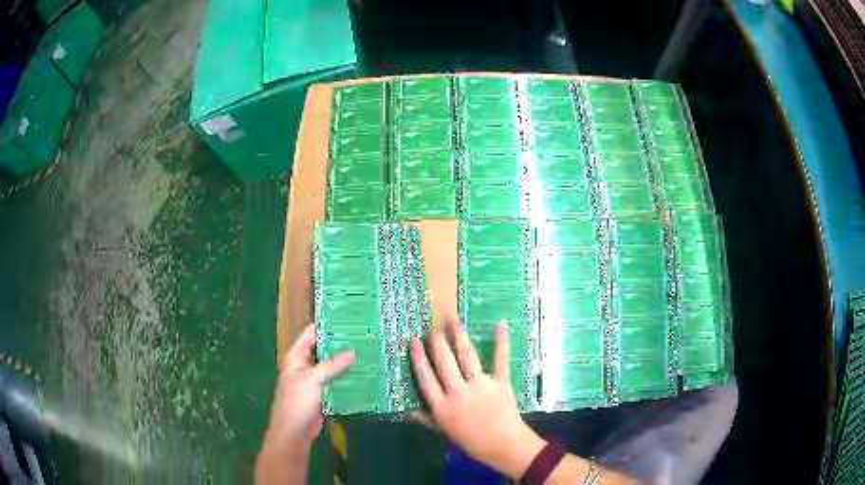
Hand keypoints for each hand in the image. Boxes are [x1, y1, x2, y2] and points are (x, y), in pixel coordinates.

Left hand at [263, 323, 354, 449]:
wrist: (294, 431)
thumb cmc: (297, 402)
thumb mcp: (312, 379)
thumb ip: (332, 365)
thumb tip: (352, 352)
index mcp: (296, 357)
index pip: (310, 334)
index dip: (325, 325)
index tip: (346, 318)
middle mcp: (304, 365)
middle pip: (322, 349)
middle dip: (340, 344)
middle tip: (363, 335)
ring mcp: (314, 380)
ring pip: (331, 366)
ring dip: (345, 362)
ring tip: (367, 351)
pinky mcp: (323, 394)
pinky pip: (335, 381)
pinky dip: (346, 377)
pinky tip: (363, 373)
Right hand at [410, 321, 545, 478]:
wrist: (505, 447)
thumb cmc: (472, 442)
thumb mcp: (444, 432)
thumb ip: (426, 418)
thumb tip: (405, 409)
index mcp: (442, 407)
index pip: (425, 378)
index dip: (418, 358)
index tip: (413, 341)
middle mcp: (458, 393)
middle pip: (444, 363)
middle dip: (437, 342)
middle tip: (433, 327)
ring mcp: (481, 386)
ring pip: (467, 357)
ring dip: (460, 337)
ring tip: (454, 322)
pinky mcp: (501, 383)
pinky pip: (500, 360)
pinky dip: (502, 342)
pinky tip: (501, 325)